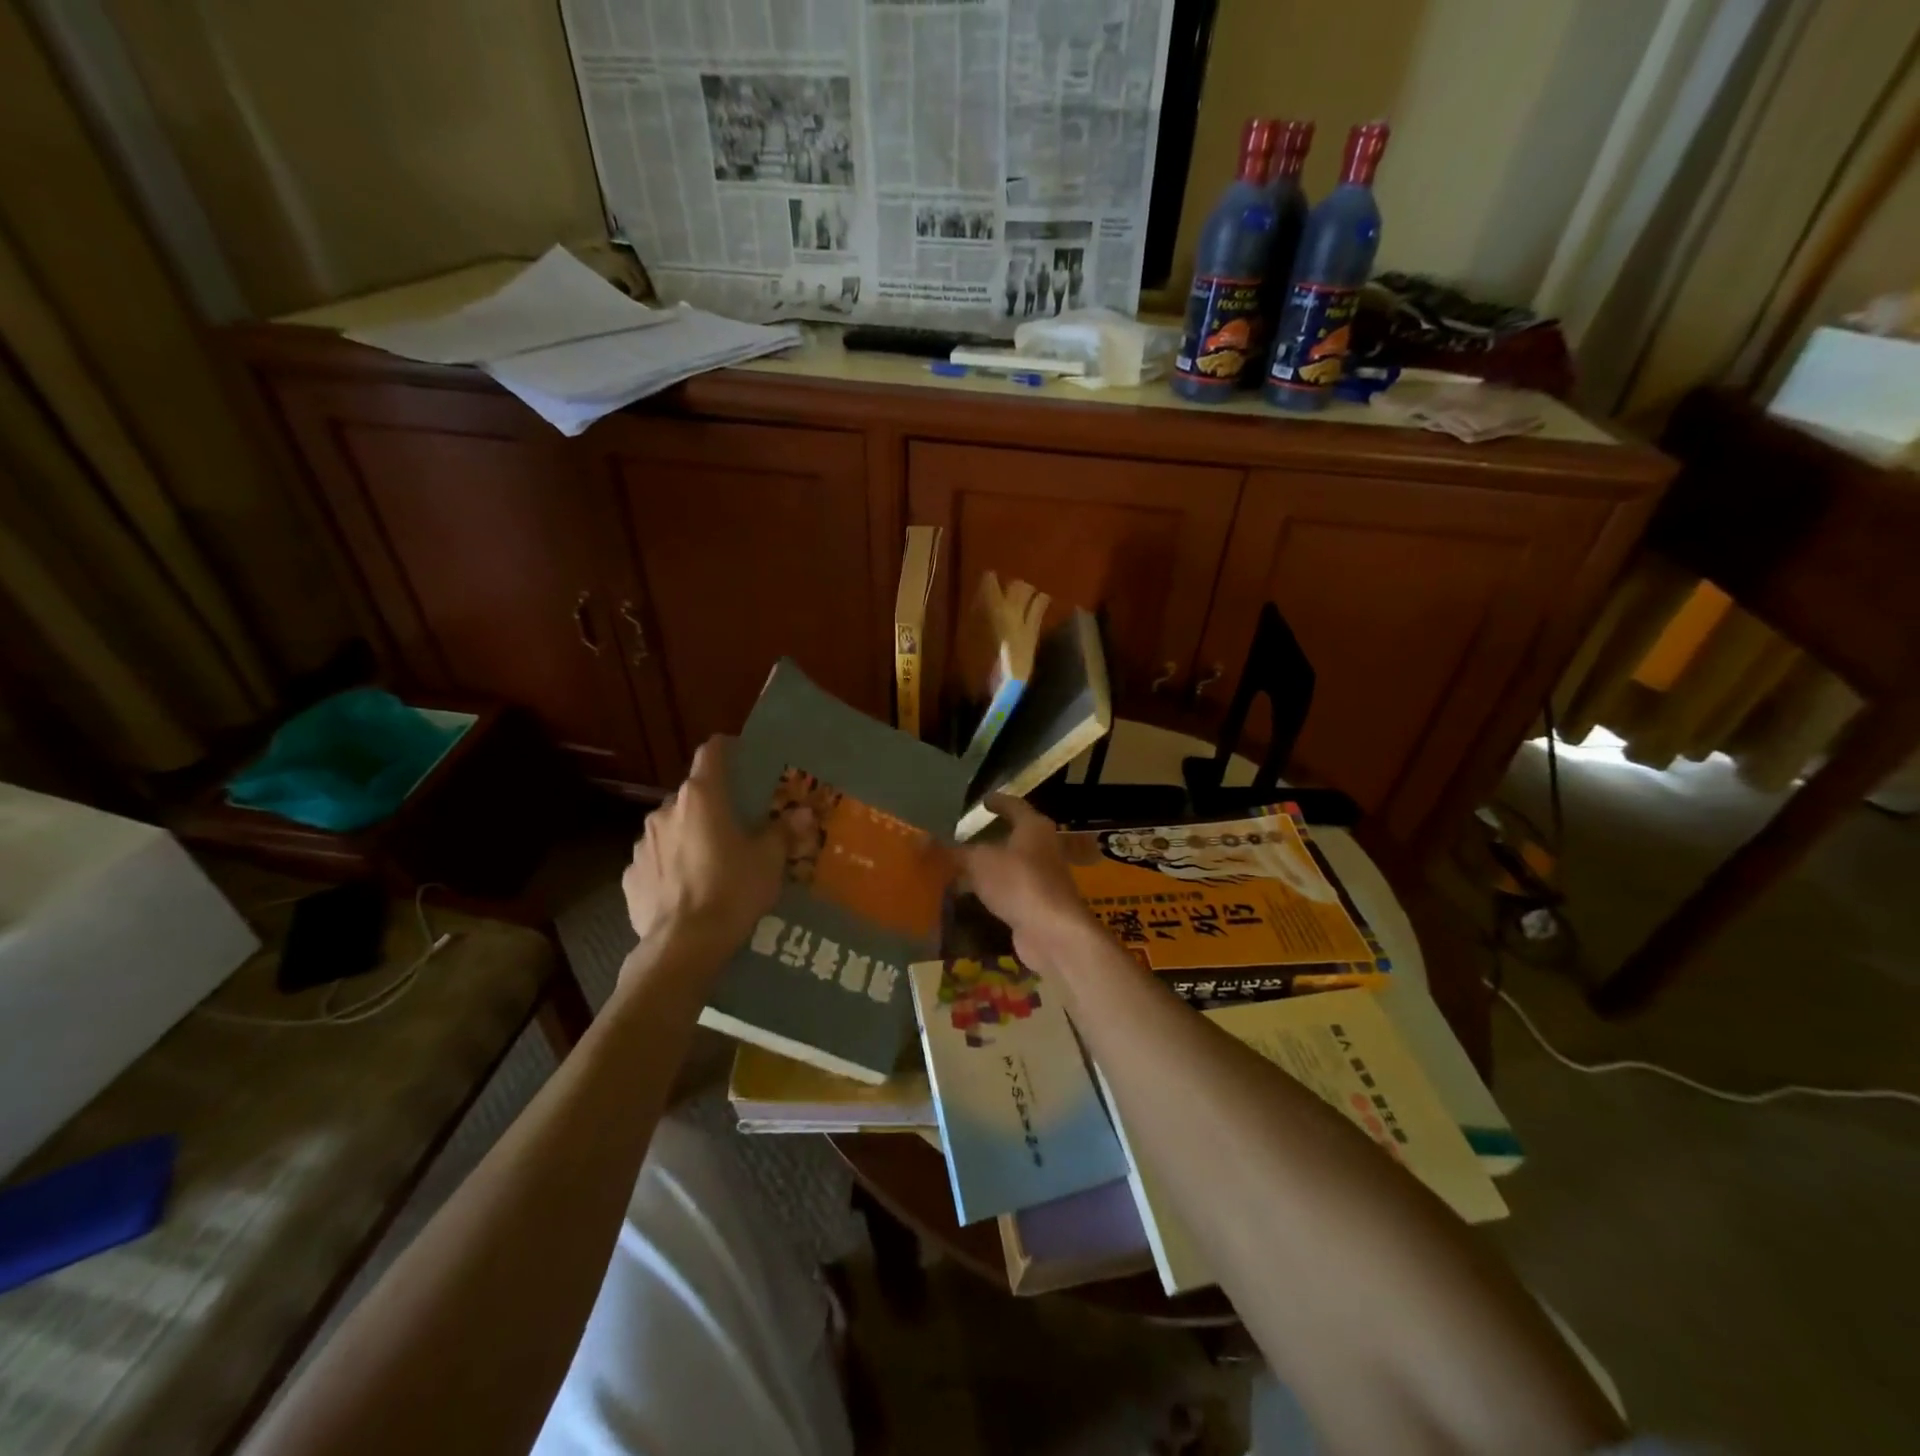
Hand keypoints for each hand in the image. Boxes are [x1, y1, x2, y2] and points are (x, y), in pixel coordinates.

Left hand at [622, 738, 784, 961]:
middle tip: (736, 825)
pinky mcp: (629, 875)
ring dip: (689, 835)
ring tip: (711, 862)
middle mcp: (666, 811)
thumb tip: (803, 813)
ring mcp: (642, 843)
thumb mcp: (769, 860)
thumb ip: (783, 831)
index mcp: (701, 797)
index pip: (711, 753)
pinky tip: (687, 888)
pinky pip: (655, 860)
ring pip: (671, 827)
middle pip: (692, 794)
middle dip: (712, 804)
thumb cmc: (733, 890)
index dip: (727, 749)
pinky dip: (670, 865)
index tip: (741, 755)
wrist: (684, 946)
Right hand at [959, 794, 1099, 970]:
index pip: (1015, 806)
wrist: (1052, 932)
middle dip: (992, 836)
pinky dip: (992, 891)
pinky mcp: (1037, 906)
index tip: (984, 800)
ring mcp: (1043, 879)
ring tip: (961, 866)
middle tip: (965, 835)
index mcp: (1034, 828)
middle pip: (1016, 836)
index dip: (998, 802)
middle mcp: (1043, 849)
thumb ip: (953, 852)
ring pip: (1011, 866)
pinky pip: (1010, 892)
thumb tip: (923, 843)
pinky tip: (971, 896)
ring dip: (990, 867)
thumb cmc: (1018, 882)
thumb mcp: (978, 861)